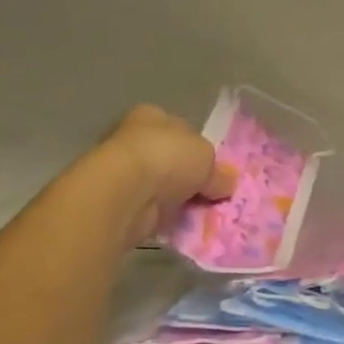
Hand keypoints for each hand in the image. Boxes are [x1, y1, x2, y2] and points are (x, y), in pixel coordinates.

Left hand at [98, 104, 235, 244]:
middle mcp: (132, 140)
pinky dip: (164, 219)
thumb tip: (225, 184)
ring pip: (159, 187)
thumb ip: (218, 171)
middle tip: (211, 194)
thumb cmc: (166, 157)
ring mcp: (122, 173)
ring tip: (201, 214)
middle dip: (188, 177)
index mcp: (151, 116)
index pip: (178, 128)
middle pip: (169, 159)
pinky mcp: (118, 204)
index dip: (197, 147)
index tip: (212, 168)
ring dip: (176, 200)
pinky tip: (181, 227)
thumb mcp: (207, 157)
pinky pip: (150, 211)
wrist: (124, 193)